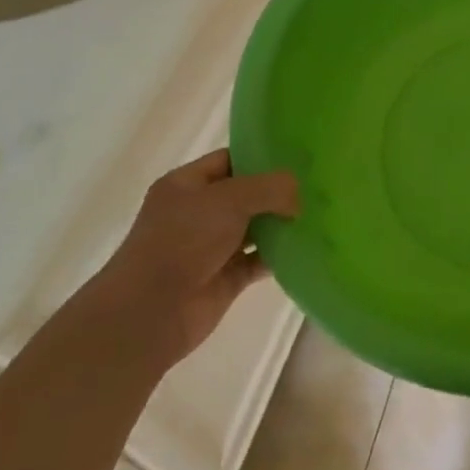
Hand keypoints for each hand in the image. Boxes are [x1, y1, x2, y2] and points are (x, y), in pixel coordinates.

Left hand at [88, 149, 299, 370]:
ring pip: (255, 228)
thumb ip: (270, 188)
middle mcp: (198, 213)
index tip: (299, 158)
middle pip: (247, 194)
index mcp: (187, 185)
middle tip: (317, 186)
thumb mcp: (229, 199)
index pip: (230, 160)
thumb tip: (297, 198)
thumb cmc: (182, 241)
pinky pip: (259, 260)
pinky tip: (306, 248)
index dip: (262, 157)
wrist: (149, 312)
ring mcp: (211, 247)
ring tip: (319, 213)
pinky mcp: (225, 278)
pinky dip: (279, 256)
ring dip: (282, 224)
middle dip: (279, 192)